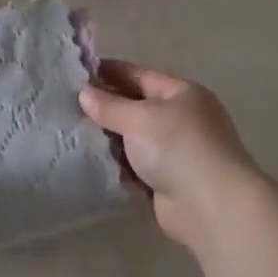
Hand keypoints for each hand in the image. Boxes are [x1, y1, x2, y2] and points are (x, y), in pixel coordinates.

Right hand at [79, 62, 262, 252]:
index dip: (108, 72)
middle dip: (106, 107)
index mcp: (181, 93)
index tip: (75, 73)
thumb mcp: (139, 118)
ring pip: (135, 138)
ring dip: (110, 139)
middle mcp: (182, 118)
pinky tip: (91, 163)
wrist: (210, 205)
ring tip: (72, 134)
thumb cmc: (177, 147)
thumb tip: (85, 94)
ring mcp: (177, 151)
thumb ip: (110, 106)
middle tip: (67, 106)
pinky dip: (118, 165)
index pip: (139, 75)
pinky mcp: (169, 180)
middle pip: (137, 106)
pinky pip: (136, 166)